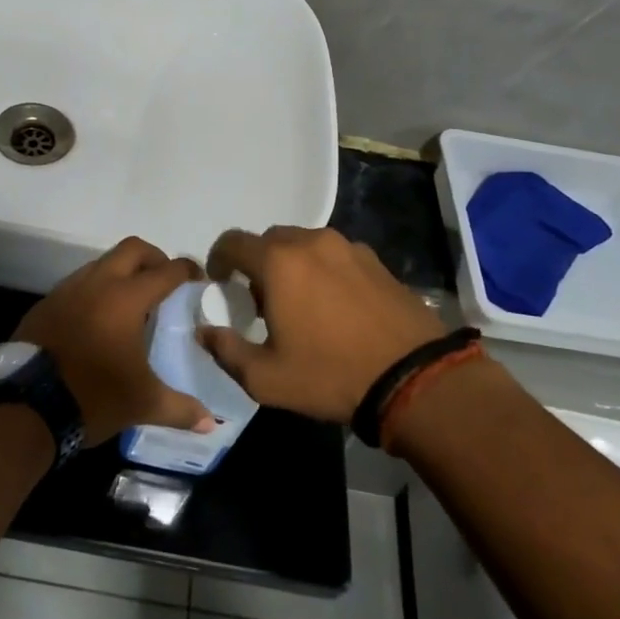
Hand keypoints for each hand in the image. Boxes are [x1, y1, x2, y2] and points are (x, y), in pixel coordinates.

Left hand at [16, 237, 216, 445]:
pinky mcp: (44, 305)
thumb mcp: (142, 404)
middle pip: (131, 249)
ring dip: (120, 272)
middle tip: (164, 280)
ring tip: (130, 301)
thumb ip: (180, 408)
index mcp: (126, 298)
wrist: (26, 406)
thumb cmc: (93, 397)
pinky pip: (76, 285)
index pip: (165, 271)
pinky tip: (96, 319)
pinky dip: (93, 291)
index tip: (198, 276)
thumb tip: (210, 423)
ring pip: (100, 263)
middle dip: (154, 257)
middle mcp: (97, 284)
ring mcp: (66, 291)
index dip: (186, 269)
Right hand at [200, 227, 448, 424]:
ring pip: (304, 245)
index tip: (219, 283)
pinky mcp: (376, 261)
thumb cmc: (330, 375)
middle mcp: (311, 242)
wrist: (414, 378)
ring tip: (301, 305)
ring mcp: (348, 247)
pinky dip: (323, 271)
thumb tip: (205, 331)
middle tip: (261, 302)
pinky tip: (335, 307)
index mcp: (279, 262)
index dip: (218, 259)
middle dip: (257, 265)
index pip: (232, 242)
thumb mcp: (266, 378)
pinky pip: (335, 255)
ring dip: (292, 266)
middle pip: (270, 240)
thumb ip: (226, 350)